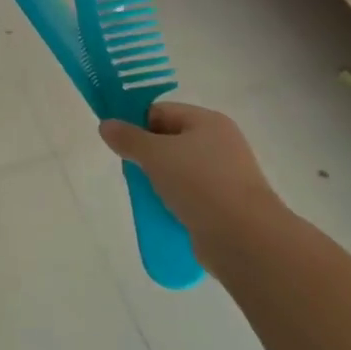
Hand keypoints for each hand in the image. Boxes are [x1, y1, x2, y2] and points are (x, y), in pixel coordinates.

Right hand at [99, 100, 274, 243]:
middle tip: (130, 171)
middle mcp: (220, 143)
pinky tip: (162, 212)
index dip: (137, 123)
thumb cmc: (199, 183)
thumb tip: (106, 124)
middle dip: (147, 155)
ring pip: (180, 170)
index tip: (120, 144)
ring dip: (160, 180)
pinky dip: (175, 201)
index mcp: (208, 121)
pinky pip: (191, 195)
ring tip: (145, 195)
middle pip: (171, 140)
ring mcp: (226, 175)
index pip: (162, 111)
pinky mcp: (226, 205)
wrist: (244, 238)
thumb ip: (128, 138)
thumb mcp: (156, 155)